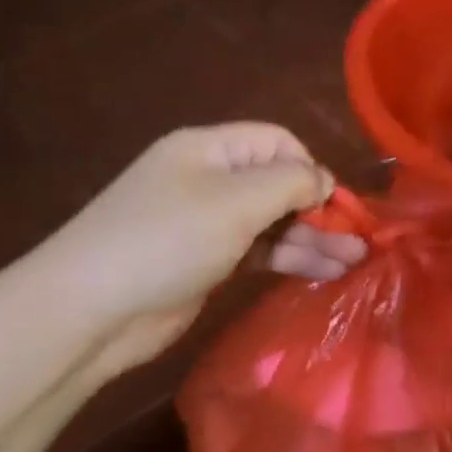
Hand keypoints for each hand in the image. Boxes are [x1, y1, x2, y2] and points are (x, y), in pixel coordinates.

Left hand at [30, 123, 339, 372]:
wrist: (91, 309)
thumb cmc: (167, 240)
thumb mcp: (235, 202)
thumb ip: (289, 183)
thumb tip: (324, 180)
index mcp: (210, 150)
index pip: (277, 142)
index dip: (311, 168)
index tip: (336, 204)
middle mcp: (210, 180)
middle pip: (279, 184)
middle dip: (320, 209)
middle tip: (359, 241)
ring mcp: (207, 223)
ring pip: (273, 222)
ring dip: (313, 238)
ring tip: (354, 262)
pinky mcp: (207, 261)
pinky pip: (259, 251)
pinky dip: (289, 259)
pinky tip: (322, 273)